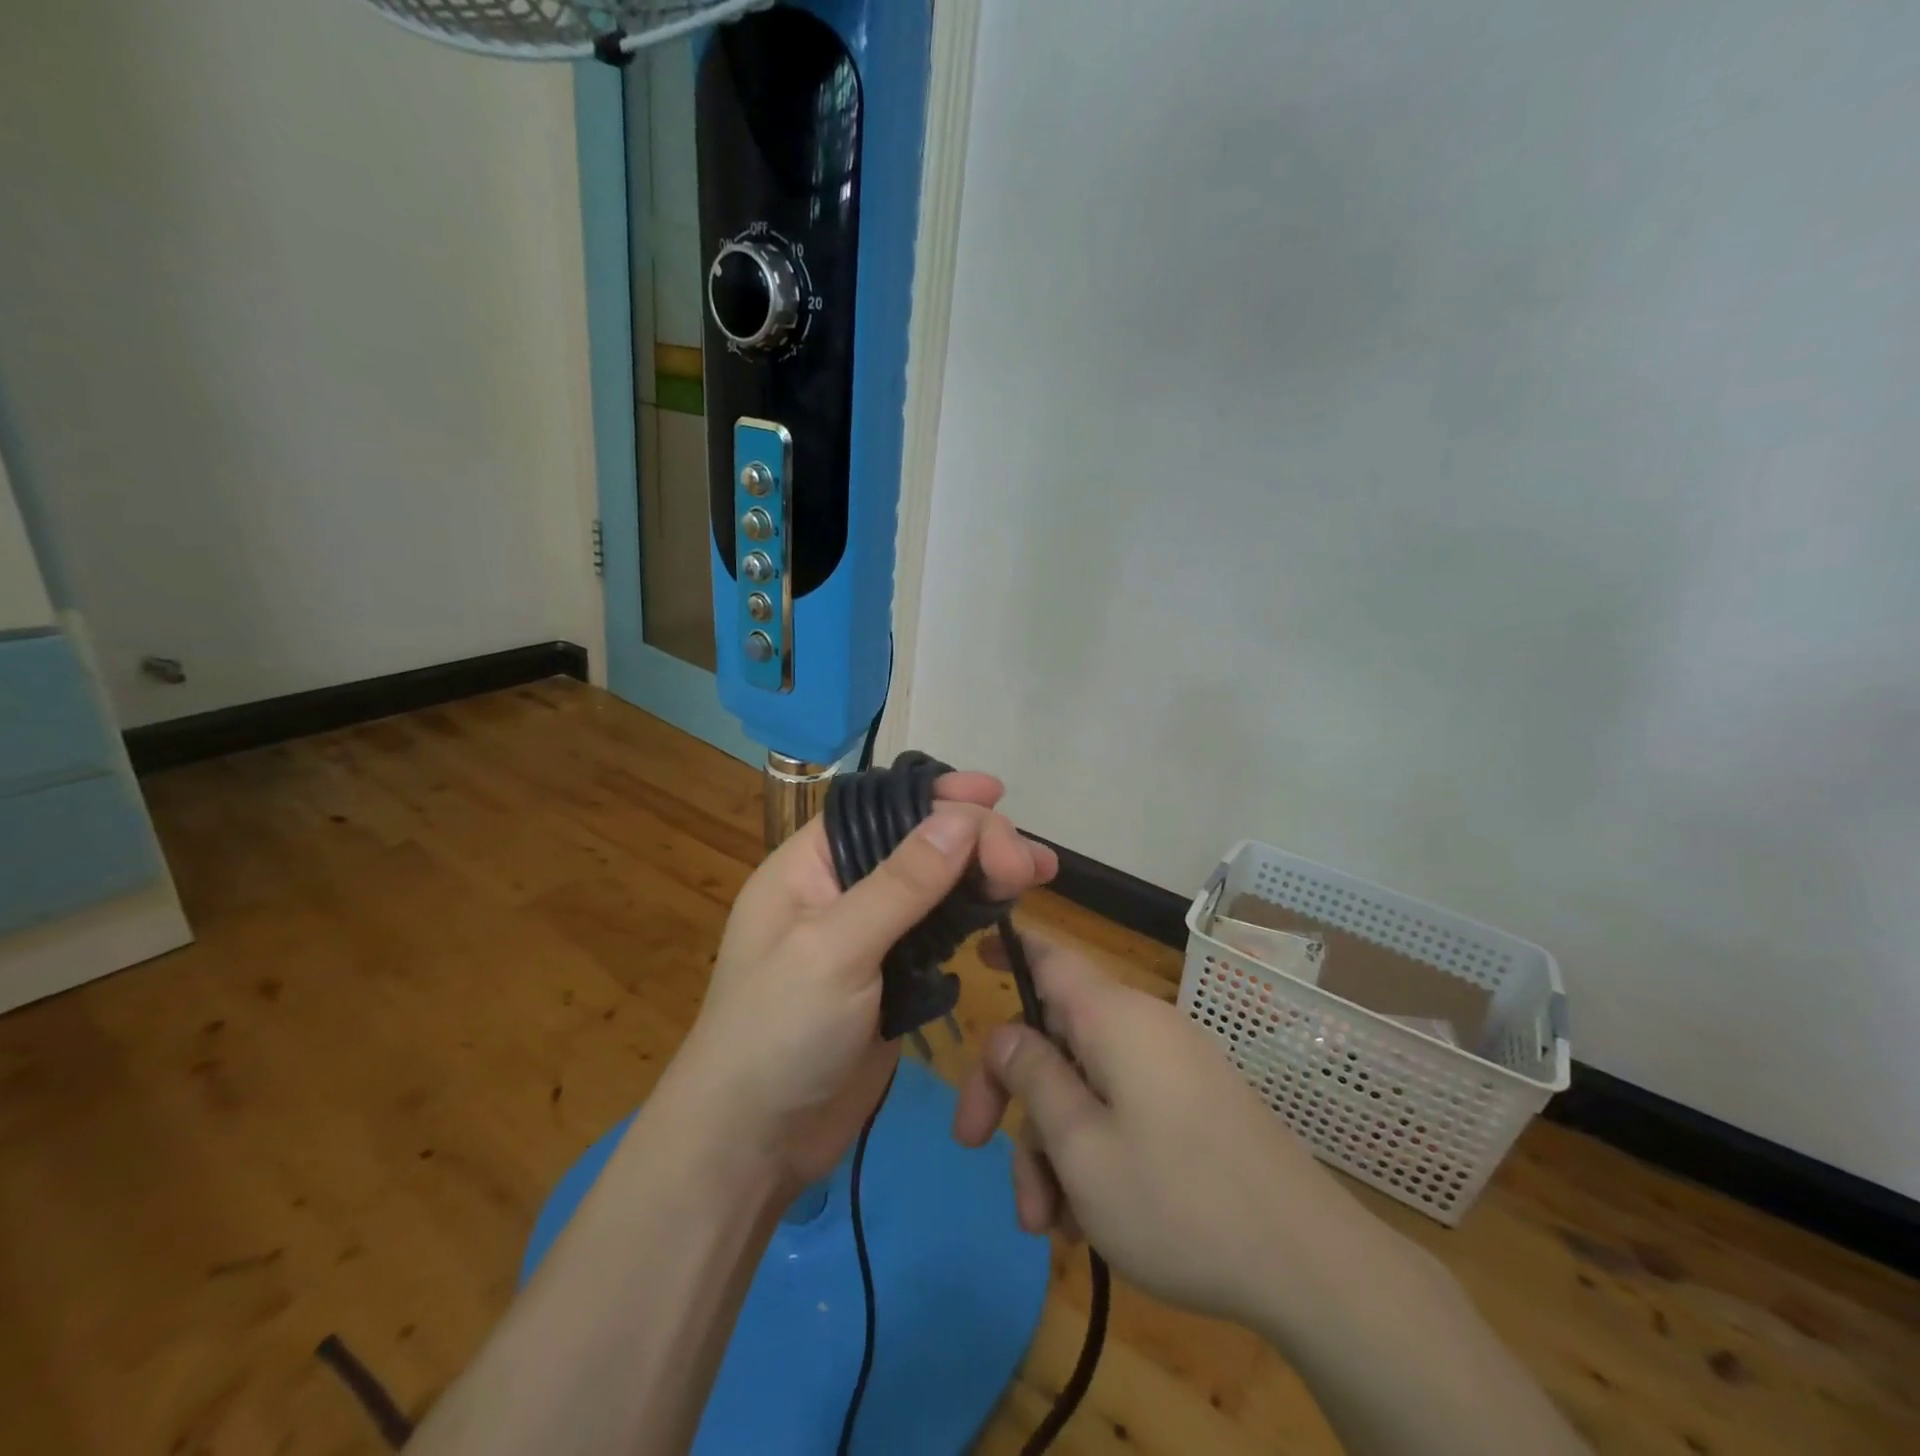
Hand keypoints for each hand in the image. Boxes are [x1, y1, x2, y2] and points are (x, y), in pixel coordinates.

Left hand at [670, 772, 1056, 1190]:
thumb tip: (963, 818)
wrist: (753, 1147)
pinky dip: (974, 916)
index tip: (996, 795)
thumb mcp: (835, 951)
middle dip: (974, 839)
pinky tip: (1007, 910)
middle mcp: (840, 889)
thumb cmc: (777, 1035)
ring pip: (935, 885)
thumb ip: (902, 884)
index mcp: (809, 866)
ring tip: (1038, 872)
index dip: (936, 796)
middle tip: (1028, 862)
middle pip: (916, 843)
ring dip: (983, 874)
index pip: (880, 809)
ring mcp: (869, 935)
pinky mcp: (893, 976)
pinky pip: (940, 931)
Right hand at [952, 935, 1341, 1328]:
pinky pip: (1122, 1111)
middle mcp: (1141, 1028)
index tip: (973, 957)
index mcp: (1112, 1017)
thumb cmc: (1177, 1200)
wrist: (1310, 1264)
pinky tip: (1087, 1223)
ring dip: (1053, 1147)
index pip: (1049, 956)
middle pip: (1055, 1038)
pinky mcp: (1192, 1106)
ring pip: (1085, 1087)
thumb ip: (1033, 1078)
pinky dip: (1094, 1155)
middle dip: (1014, 1096)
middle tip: (975, 1147)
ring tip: (1050, 1226)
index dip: (1008, 949)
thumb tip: (1005, 1031)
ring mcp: (1172, 1068)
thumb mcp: (1081, 1146)